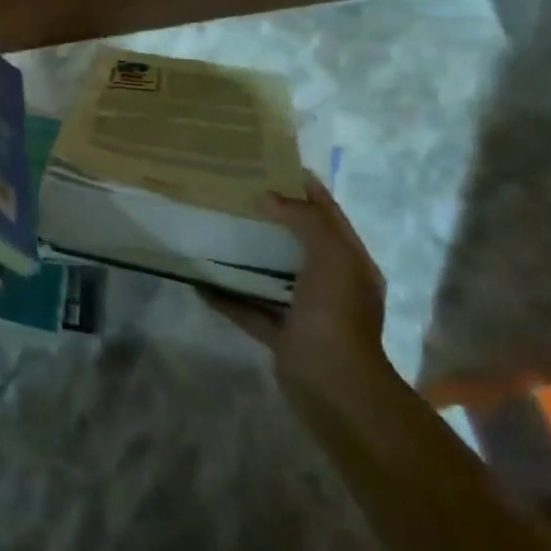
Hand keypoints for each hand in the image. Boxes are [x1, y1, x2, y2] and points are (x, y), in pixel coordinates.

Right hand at [197, 176, 390, 391]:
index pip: (329, 215)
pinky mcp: (281, 335)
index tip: (270, 165)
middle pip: (298, 243)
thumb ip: (305, 221)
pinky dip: (227, 297)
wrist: (332, 384)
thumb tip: (270, 197)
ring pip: (272, 275)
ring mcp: (305, 311)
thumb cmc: (335, 314)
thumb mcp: (331, 256)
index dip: (305, 189)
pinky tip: (199, 283)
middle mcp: (331, 284)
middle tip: (235, 195)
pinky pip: (250, 309)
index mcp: (350, 263)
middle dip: (271, 219)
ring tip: (216, 233)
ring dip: (248, 257)